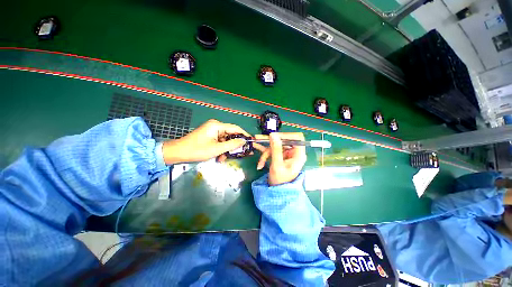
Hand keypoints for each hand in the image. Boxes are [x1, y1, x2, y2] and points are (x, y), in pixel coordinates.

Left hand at [162, 119, 249, 163]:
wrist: (178, 153)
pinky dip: (221, 149)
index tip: (251, 142)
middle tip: (241, 154)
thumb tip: (244, 141)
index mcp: (217, 125)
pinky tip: (219, 157)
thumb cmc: (197, 150)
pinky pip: (220, 142)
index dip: (244, 135)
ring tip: (224, 159)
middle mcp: (216, 126)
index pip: (235, 128)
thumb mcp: (217, 149)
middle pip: (231, 135)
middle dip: (234, 145)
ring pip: (225, 140)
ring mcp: (212, 131)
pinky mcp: (209, 136)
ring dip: (226, 150)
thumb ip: (232, 144)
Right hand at [254, 132, 306, 185]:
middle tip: (261, 146)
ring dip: (267, 153)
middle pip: (283, 141)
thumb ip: (276, 149)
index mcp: (299, 155)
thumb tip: (273, 134)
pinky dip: (266, 156)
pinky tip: (261, 164)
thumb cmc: (280, 180)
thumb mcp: (277, 164)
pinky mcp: (282, 156)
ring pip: (276, 146)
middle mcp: (294, 153)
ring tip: (261, 163)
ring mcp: (288, 154)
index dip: (286, 135)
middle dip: (271, 146)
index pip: (297, 138)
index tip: (274, 137)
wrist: (277, 191)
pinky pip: (273, 151)